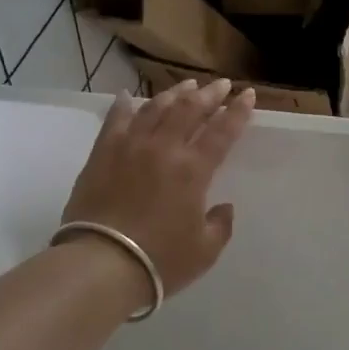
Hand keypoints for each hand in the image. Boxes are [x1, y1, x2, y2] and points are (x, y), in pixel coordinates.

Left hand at [60, 78, 254, 301]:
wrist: (101, 265)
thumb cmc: (160, 261)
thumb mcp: (204, 251)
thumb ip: (220, 225)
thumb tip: (223, 208)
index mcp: (193, 170)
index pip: (222, 132)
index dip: (237, 112)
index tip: (247, 95)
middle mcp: (163, 148)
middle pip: (189, 110)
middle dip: (209, 94)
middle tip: (221, 85)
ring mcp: (130, 147)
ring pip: (155, 108)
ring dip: (174, 93)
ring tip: (186, 85)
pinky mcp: (102, 154)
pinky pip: (115, 120)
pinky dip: (124, 105)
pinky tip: (129, 96)